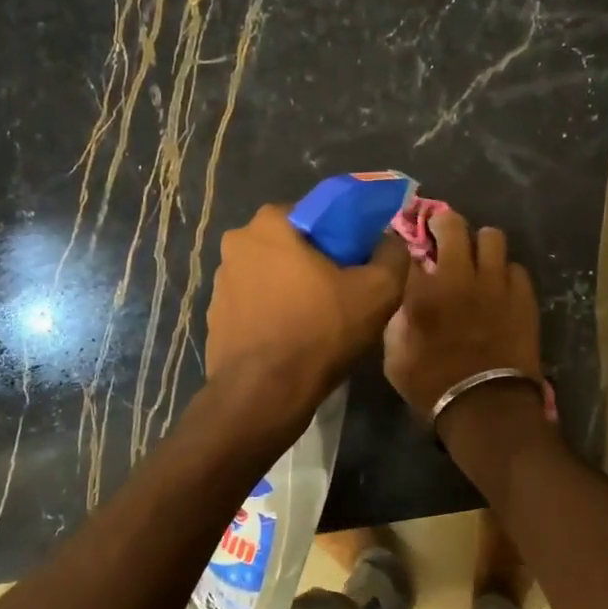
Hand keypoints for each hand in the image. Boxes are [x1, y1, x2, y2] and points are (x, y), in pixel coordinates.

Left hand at [206, 203, 410, 415]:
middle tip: (344, 291)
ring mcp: (220, 281)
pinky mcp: (215, 316)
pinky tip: (293, 337)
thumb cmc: (320, 331)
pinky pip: (255, 304)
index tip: (360, 262)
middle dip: (316, 261)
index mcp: (270, 223)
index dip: (344, 235)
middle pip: (292, 243)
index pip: (317, 213)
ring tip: (319, 319)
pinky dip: (273, 312)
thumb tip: (391, 241)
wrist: (264, 394)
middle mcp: (237, 243)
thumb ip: (393, 254)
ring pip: (271, 274)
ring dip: (292, 287)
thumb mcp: (378, 291)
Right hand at [383, 211, 542, 420]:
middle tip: (442, 233)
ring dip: (480, 243)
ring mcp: (495, 282)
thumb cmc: (431, 384)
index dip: (410, 240)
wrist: (486, 406)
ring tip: (477, 259)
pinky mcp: (523, 295)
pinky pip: (515, 266)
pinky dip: (504, 272)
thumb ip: (397, 316)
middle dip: (444, 222)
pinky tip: (499, 286)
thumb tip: (406, 295)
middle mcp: (458, 275)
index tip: (410, 244)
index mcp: (421, 290)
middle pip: (453, 224)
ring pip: (492, 236)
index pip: (412, 245)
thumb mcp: (394, 355)